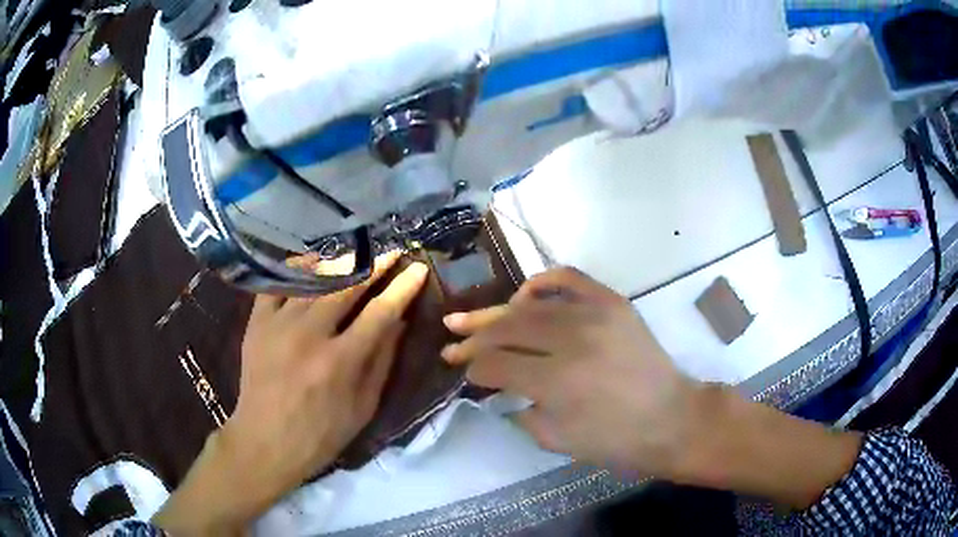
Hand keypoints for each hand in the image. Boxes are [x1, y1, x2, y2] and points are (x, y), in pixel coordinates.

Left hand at [154, 252, 428, 533]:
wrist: (265, 440)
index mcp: (340, 363)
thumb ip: (381, 362)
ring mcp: (279, 325)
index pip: (380, 313)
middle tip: (393, 252)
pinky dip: (298, 269)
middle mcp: (309, 336)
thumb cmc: (321, 433)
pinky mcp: (257, 323)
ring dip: (341, 263)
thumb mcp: (363, 407)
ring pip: (314, 279)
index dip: (402, 288)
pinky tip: (313, 262)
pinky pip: (278, 283)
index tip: (417, 269)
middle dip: (376, 265)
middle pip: (348, 287)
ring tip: (359, 253)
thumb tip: (398, 322)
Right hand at [444, 268, 862, 509]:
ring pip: (529, 305)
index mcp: (557, 382)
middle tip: (451, 340)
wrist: (672, 418)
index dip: (472, 368)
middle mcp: (572, 341)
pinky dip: (541, 283)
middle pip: (506, 329)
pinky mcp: (613, 303)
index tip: (460, 370)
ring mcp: (595, 315)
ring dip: (495, 311)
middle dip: (472, 337)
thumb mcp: (557, 440)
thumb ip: (520, 410)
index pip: (496, 365)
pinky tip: (523, 295)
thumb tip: (499, 386)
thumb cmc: (616, 441)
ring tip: (470, 317)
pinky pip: (569, 279)